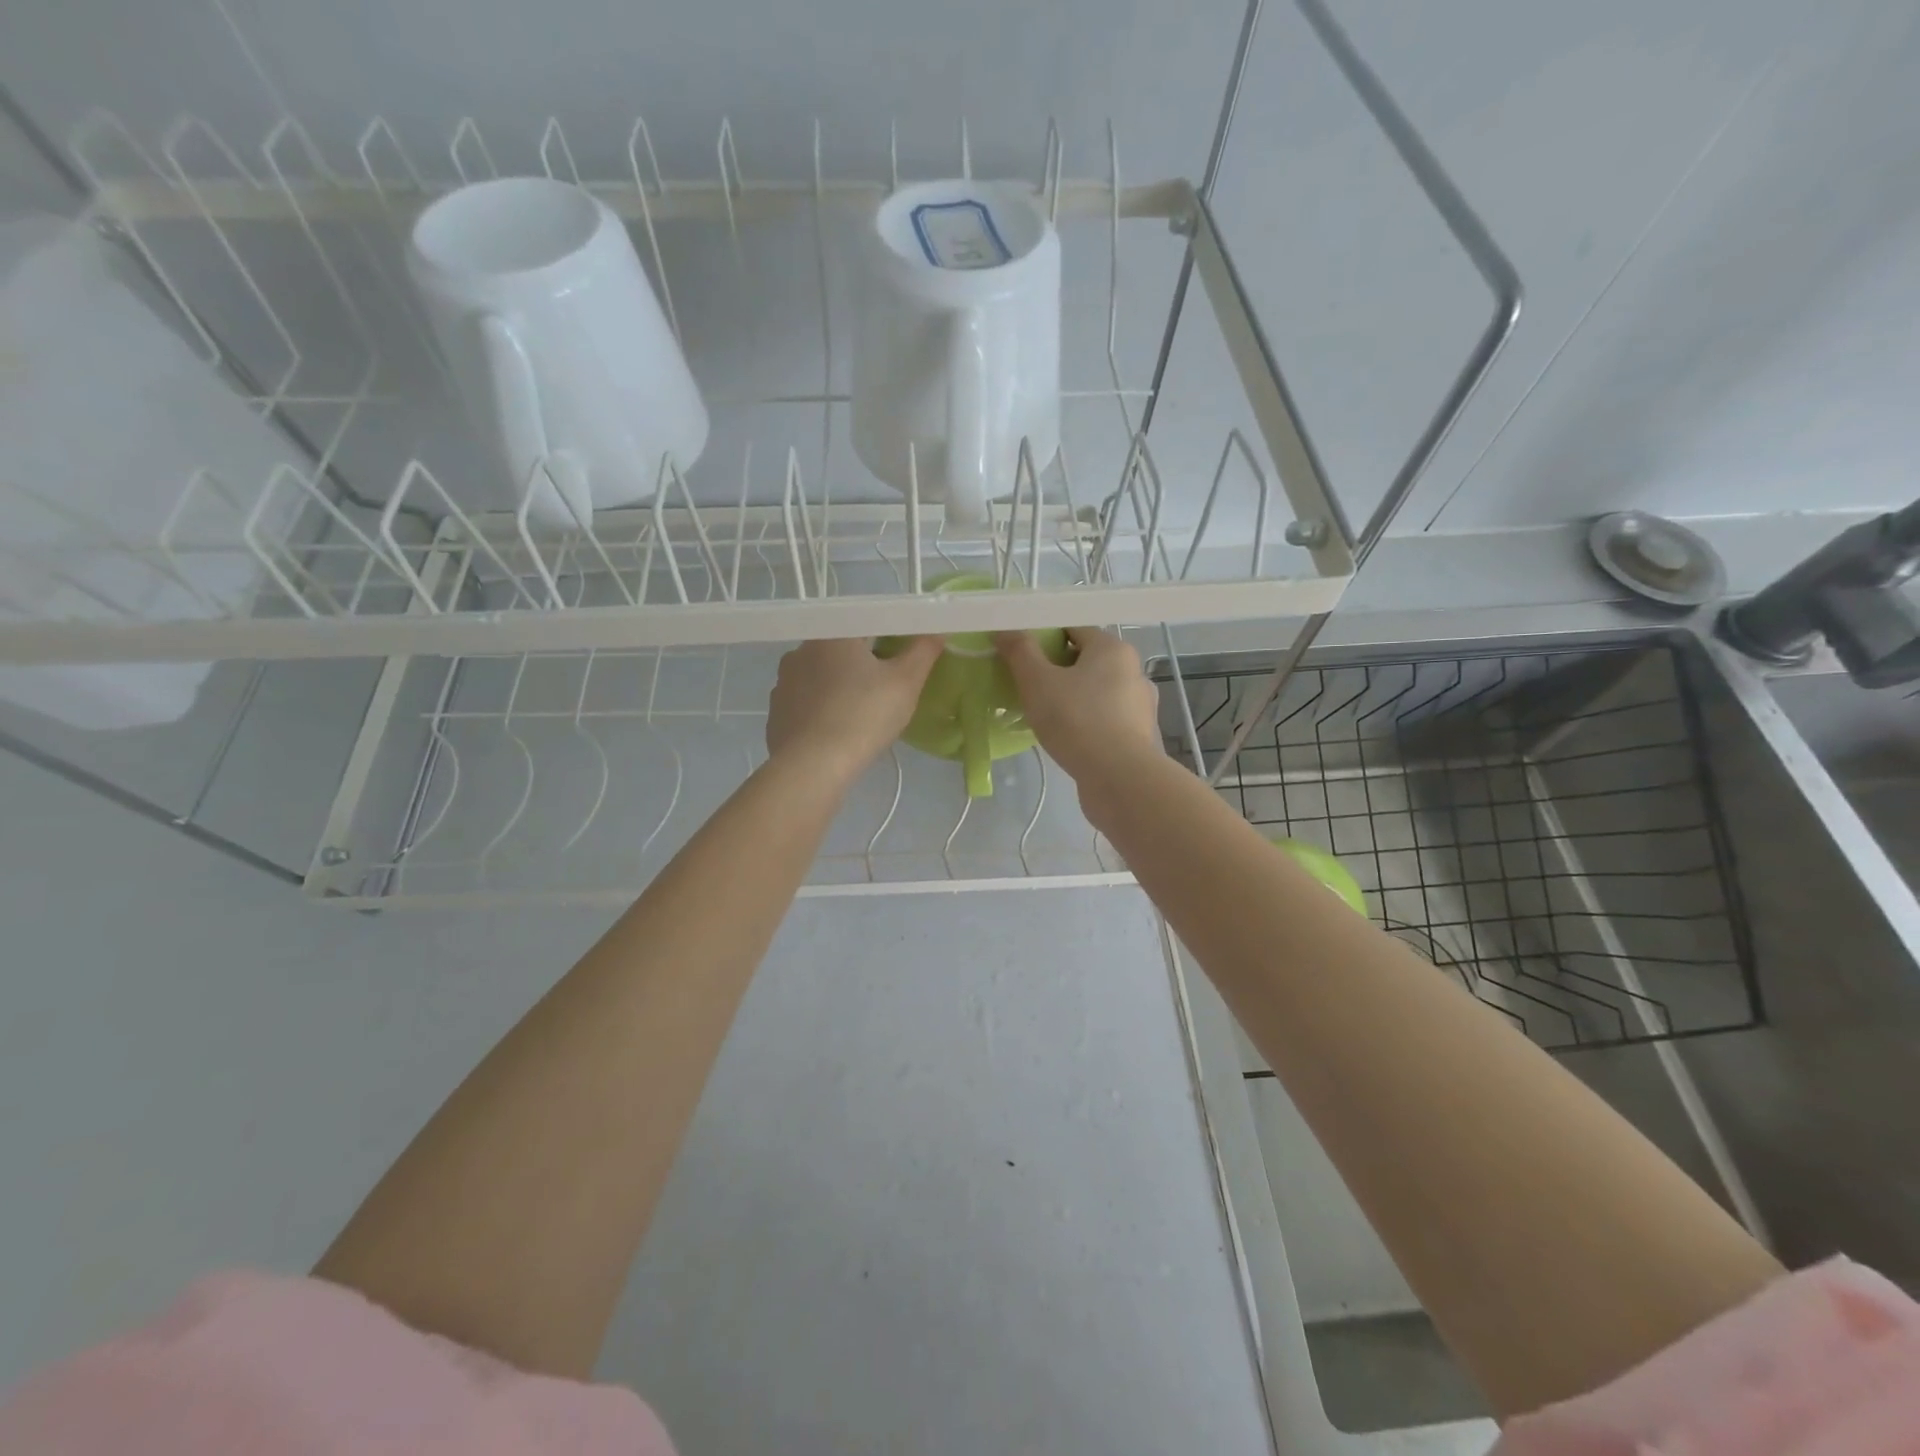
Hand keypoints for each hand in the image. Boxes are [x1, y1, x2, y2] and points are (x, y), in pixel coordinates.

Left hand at [766, 636, 941, 785]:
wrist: (813, 767)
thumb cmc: (864, 716)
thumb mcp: (906, 682)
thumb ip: (923, 650)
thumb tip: (936, 630)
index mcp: (832, 635)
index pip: (867, 625)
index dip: (890, 640)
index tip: (903, 662)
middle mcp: (801, 651)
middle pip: (842, 651)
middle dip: (865, 666)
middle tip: (887, 693)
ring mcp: (783, 683)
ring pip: (822, 677)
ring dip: (841, 688)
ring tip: (862, 716)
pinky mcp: (776, 713)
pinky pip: (807, 704)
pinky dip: (823, 711)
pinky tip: (837, 732)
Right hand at [994, 627, 1163, 813]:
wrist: (1119, 779)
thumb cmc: (1077, 720)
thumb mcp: (1038, 682)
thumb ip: (1020, 651)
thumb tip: (1003, 628)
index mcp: (1113, 648)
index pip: (1074, 628)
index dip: (1043, 637)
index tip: (1019, 655)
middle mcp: (1133, 670)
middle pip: (1086, 659)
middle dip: (1056, 669)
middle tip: (1027, 686)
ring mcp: (1140, 705)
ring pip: (1096, 691)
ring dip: (1072, 697)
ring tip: (1045, 715)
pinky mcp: (1138, 735)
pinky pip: (1105, 718)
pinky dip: (1086, 721)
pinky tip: (1067, 737)